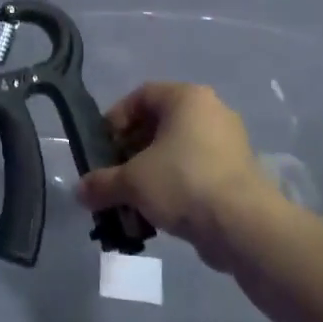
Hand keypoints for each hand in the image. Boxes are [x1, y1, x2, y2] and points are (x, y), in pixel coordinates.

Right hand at [78, 82, 279, 269]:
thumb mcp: (131, 181)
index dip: (116, 119)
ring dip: (150, 173)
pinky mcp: (237, 174)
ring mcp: (228, 143)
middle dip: (131, 152)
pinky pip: (195, 172)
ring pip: (177, 152)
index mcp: (187, 98)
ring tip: (133, 200)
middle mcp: (211, 112)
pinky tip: (158, 214)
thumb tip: (80, 191)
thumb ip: (102, 182)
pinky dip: (174, 188)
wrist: (243, 225)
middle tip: (114, 176)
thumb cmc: (182, 182)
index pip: (141, 96)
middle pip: (159, 125)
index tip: (103, 147)